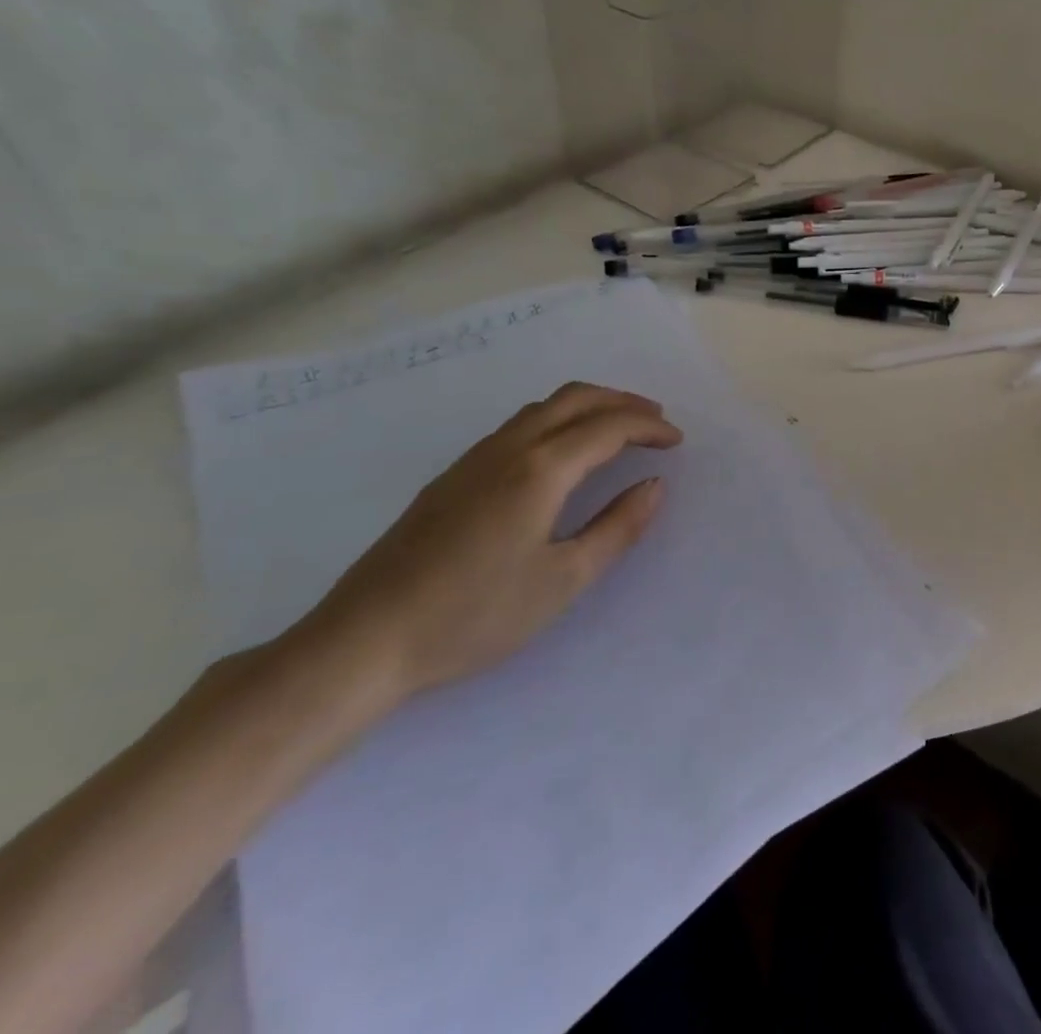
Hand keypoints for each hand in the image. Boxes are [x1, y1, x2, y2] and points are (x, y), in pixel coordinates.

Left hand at [289, 383, 682, 708]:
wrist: (363, 642)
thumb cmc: (474, 616)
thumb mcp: (563, 581)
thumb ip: (617, 528)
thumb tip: (654, 485)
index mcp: (541, 470)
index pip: (608, 426)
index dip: (649, 428)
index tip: (677, 441)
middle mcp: (509, 449)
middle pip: (575, 398)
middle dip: (623, 402)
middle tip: (656, 420)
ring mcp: (474, 459)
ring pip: (543, 407)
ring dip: (589, 406)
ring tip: (618, 430)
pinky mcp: (451, 477)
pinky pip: (519, 425)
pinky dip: (558, 420)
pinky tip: (562, 454)